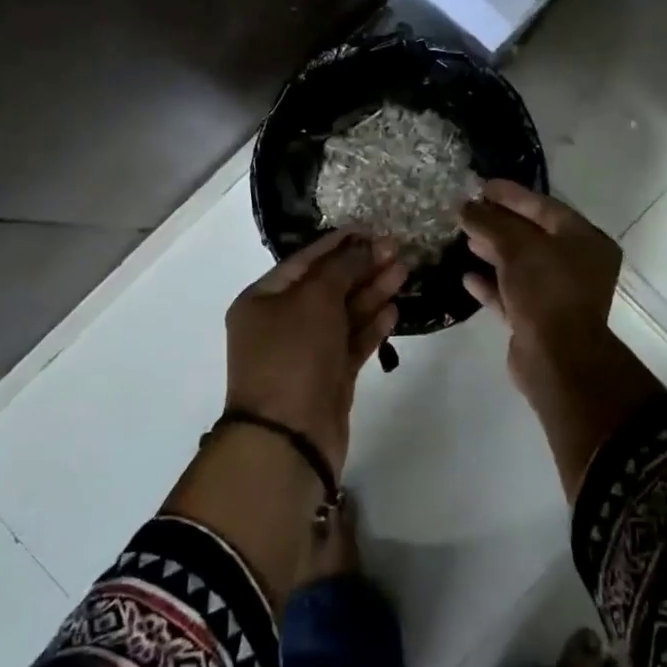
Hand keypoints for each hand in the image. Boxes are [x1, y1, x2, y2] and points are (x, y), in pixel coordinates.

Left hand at [225, 231, 406, 472]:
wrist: (289, 437)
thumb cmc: (293, 355)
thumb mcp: (314, 300)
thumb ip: (341, 269)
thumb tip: (363, 246)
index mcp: (262, 300)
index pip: (304, 261)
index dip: (337, 244)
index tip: (369, 228)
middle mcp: (281, 323)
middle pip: (326, 286)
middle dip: (360, 267)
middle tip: (396, 249)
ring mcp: (306, 352)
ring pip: (342, 314)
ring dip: (371, 293)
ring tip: (404, 272)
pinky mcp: (328, 378)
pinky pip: (351, 343)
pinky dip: (371, 326)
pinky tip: (394, 309)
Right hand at [461, 180, 623, 402]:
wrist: (557, 359)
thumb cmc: (546, 291)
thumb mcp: (517, 247)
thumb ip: (489, 223)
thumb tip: (465, 206)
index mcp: (585, 240)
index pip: (544, 207)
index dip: (512, 195)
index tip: (481, 186)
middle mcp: (577, 265)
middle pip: (532, 235)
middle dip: (498, 223)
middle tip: (467, 211)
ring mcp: (558, 294)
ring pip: (521, 265)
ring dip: (493, 251)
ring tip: (464, 238)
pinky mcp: (538, 319)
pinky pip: (512, 294)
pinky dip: (491, 284)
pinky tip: (467, 277)